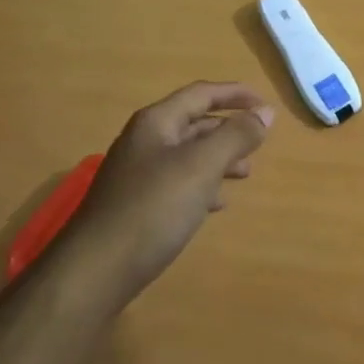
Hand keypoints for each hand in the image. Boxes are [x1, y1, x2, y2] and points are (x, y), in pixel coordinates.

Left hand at [64, 81, 273, 301]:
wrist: (96, 270)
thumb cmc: (153, 208)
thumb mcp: (201, 166)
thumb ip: (235, 136)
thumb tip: (265, 113)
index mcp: (156, 123)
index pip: (201, 94)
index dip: (235, 94)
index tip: (266, 106)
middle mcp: (145, 142)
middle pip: (194, 123)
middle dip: (229, 130)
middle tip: (259, 144)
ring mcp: (138, 174)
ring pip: (188, 155)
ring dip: (219, 159)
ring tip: (245, 174)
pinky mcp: (138, 205)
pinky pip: (178, 183)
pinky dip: (202, 186)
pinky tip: (216, 204)